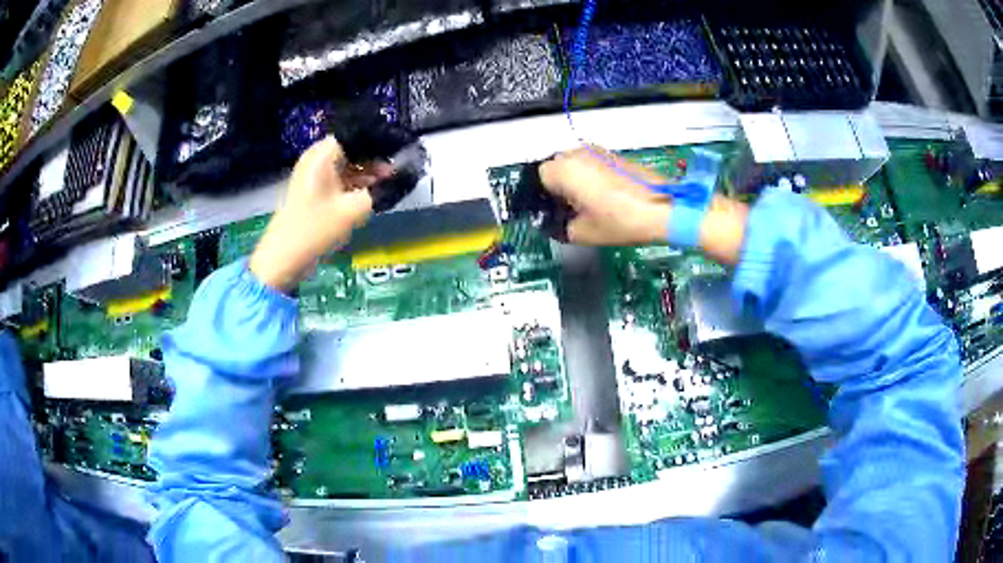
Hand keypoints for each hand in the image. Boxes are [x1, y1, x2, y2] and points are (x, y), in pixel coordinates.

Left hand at [250, 136, 391, 291]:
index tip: (396, 155)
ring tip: (384, 185)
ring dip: (363, 174)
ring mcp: (311, 176)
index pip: (355, 136)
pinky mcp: (311, 192)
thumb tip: (393, 179)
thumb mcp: (355, 209)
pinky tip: (368, 195)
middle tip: (393, 173)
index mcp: (322, 155)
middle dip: (372, 161)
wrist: (285, 257)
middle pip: (349, 151)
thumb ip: (377, 191)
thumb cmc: (318, 227)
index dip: (377, 144)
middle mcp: (315, 160)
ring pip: (344, 166)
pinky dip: (351, 185)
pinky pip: (336, 180)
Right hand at [539, 146, 671, 245]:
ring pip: (574, 164)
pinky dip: (590, 176)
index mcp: (565, 169)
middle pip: (556, 167)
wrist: (662, 209)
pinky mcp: (614, 155)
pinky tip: (603, 196)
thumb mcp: (583, 233)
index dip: (544, 196)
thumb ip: (560, 227)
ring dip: (575, 180)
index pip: (539, 177)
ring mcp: (598, 151)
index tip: (555, 211)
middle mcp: (578, 153)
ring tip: (588, 203)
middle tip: (570, 209)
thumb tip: (555, 224)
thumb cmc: (620, 220)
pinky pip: (591, 163)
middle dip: (558, 186)